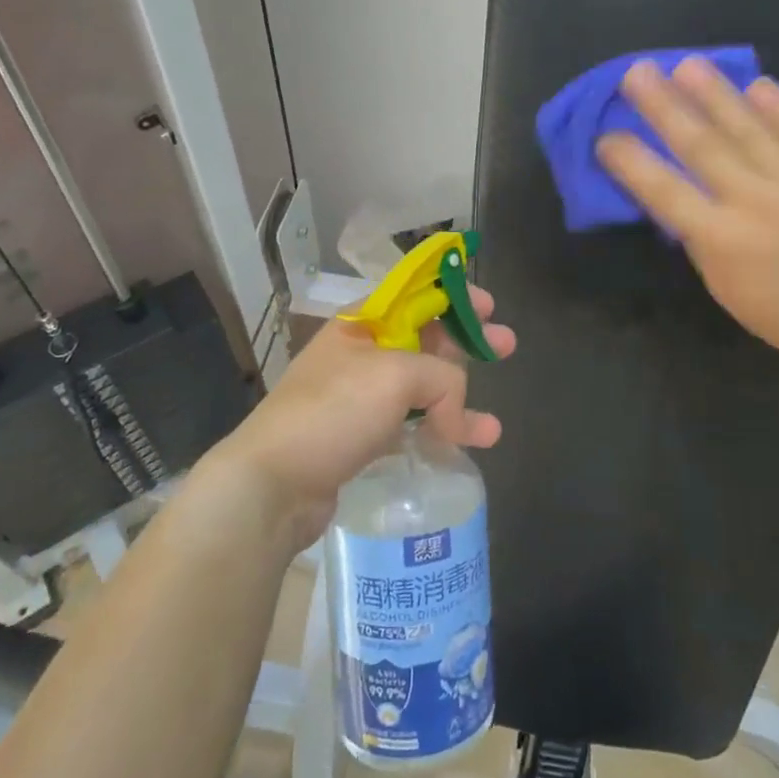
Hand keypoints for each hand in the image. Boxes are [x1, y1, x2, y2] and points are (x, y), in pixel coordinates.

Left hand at [207, 286, 516, 547]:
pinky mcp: (362, 437)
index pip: (415, 294)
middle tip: (506, 346)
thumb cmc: (333, 411)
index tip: (488, 306)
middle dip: (467, 341)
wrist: (272, 483)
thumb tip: (458, 414)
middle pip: (425, 338)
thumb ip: (443, 379)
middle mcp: (362, 354)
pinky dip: (440, 431)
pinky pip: (411, 424)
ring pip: (422, 386)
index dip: (454, 293)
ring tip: (492, 423)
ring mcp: (360, 397)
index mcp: (364, 323)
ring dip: (461, 397)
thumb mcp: (395, 376)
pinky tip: (469, 445)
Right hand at [595, 57, 778, 389]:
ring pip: (747, 128)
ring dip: (714, 93)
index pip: (664, 191)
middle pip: (701, 146)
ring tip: (687, 65)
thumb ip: (698, 236)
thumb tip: (677, 196)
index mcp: (722, 239)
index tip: (606, 137)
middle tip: (637, 73)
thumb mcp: (722, 285)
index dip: (631, 161)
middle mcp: (755, 202)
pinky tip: (757, 83)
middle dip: (664, 107)